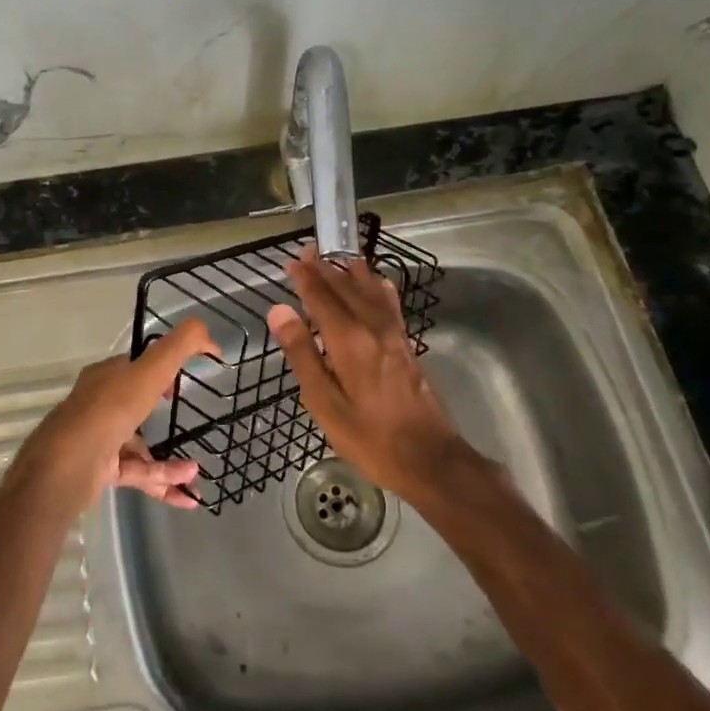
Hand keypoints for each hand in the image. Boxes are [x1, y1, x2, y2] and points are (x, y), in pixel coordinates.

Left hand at [12, 319, 219, 516]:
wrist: (67, 465)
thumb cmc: (110, 410)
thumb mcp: (151, 369)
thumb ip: (181, 346)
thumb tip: (210, 336)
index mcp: (106, 376)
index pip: (134, 366)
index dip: (159, 369)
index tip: (182, 380)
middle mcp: (99, 404)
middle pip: (135, 404)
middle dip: (162, 413)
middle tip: (189, 419)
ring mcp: (98, 439)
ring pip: (140, 446)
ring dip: (169, 460)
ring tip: (196, 472)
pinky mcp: (100, 471)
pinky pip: (138, 474)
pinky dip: (162, 480)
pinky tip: (187, 492)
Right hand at [267, 248, 469, 499]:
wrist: (429, 459)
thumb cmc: (368, 437)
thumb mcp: (324, 402)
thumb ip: (302, 353)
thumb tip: (279, 311)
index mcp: (349, 341)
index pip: (322, 299)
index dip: (306, 279)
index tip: (292, 260)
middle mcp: (373, 329)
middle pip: (347, 290)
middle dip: (326, 269)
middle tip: (310, 251)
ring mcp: (394, 337)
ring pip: (371, 294)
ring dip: (353, 273)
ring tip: (342, 256)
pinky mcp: (407, 348)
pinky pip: (391, 306)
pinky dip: (380, 289)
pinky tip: (379, 285)